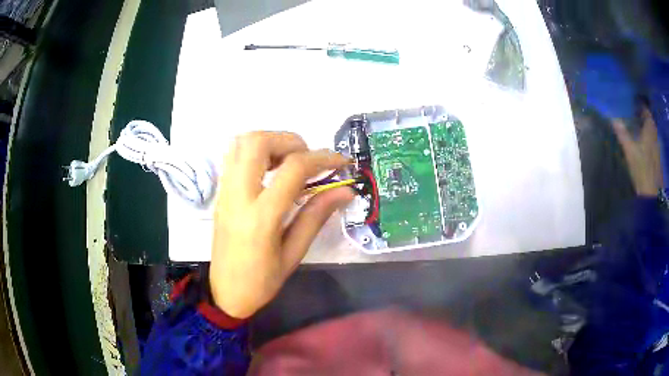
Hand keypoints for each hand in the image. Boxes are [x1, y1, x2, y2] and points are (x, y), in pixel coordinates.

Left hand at [209, 131, 353, 318]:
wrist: (225, 293)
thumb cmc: (262, 281)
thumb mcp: (294, 253)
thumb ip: (317, 216)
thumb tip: (345, 190)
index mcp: (261, 217)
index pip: (293, 169)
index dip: (322, 159)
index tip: (341, 163)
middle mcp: (238, 195)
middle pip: (259, 142)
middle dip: (291, 141)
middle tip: (308, 159)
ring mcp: (225, 191)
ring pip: (242, 142)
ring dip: (270, 141)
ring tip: (289, 161)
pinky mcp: (220, 192)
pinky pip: (233, 155)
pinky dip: (255, 150)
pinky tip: (270, 169)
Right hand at [613, 106, 662, 196]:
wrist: (652, 194)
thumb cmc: (642, 170)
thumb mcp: (630, 152)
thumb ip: (623, 134)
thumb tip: (612, 118)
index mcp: (649, 128)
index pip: (645, 109)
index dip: (639, 103)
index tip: (631, 100)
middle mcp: (654, 134)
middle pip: (648, 119)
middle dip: (641, 114)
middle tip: (632, 111)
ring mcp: (657, 146)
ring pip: (651, 130)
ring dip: (645, 126)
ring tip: (636, 124)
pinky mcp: (657, 156)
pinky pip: (652, 140)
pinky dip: (647, 136)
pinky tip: (642, 141)